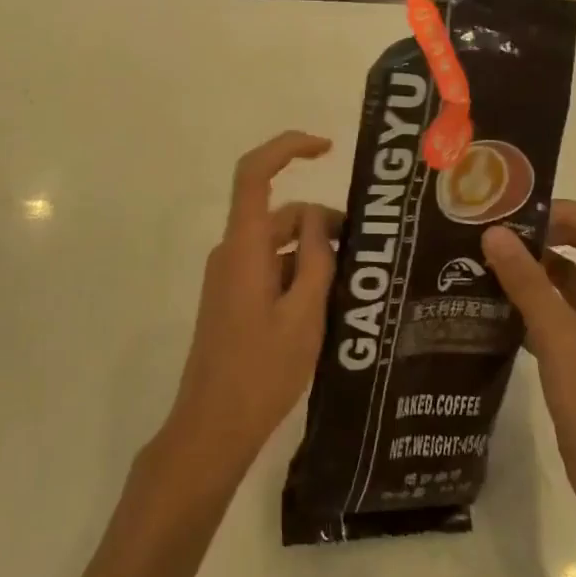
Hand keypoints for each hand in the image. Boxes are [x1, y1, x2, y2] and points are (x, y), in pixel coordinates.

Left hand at [159, 131, 339, 483]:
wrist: (211, 428)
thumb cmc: (261, 372)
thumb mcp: (305, 314)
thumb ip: (317, 259)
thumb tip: (323, 219)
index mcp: (244, 246)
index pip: (255, 173)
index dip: (288, 147)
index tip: (328, 148)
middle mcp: (232, 251)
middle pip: (281, 214)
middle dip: (323, 224)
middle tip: (364, 255)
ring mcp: (229, 275)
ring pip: (278, 243)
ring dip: (313, 254)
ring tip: (352, 289)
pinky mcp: (232, 297)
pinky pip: (270, 267)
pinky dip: (298, 273)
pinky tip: (327, 306)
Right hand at [483, 201, 575, 515]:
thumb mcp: (557, 333)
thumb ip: (526, 280)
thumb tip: (495, 232)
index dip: (565, 212)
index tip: (521, 216)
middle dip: (542, 238)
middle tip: (495, 236)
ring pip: (566, 284)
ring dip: (531, 272)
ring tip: (484, 266)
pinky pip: (556, 316)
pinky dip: (529, 306)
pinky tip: (494, 310)